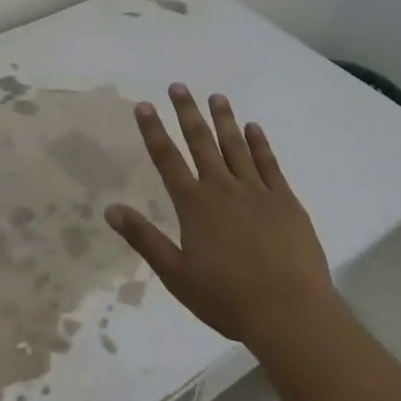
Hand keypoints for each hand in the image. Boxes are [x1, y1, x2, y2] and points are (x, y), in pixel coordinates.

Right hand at [105, 84, 334, 353]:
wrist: (291, 314)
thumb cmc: (227, 299)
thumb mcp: (176, 275)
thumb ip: (144, 238)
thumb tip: (110, 209)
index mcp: (194, 205)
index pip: (167, 159)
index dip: (153, 131)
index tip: (144, 105)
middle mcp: (222, 188)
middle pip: (201, 142)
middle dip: (187, 112)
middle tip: (179, 86)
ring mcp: (257, 192)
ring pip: (236, 146)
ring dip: (224, 119)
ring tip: (216, 96)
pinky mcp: (286, 201)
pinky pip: (270, 164)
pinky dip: (260, 144)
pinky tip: (254, 128)